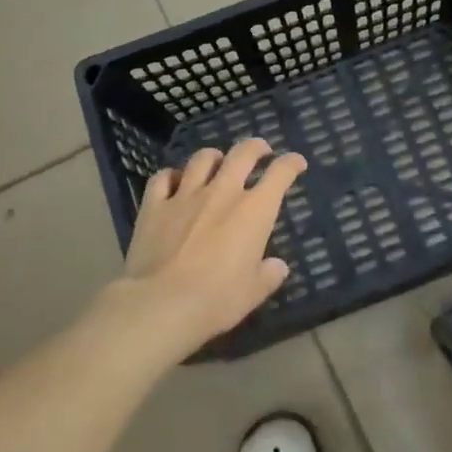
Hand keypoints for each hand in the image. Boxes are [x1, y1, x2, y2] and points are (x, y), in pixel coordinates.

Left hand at [115, 138, 307, 355]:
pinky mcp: (154, 206)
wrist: (161, 304)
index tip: (297, 163)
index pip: (280, 174)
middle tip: (261, 151)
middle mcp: (222, 192)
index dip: (292, 164)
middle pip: (242, 154)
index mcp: (254, 211)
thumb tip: (276, 266)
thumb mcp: (254, 292)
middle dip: (256, 147)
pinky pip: (163, 178)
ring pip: (202, 159)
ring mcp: (185, 195)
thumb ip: (269, 274)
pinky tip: (174, 182)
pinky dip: (172, 176)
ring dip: (214, 157)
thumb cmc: (217, 299)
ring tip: (217, 162)